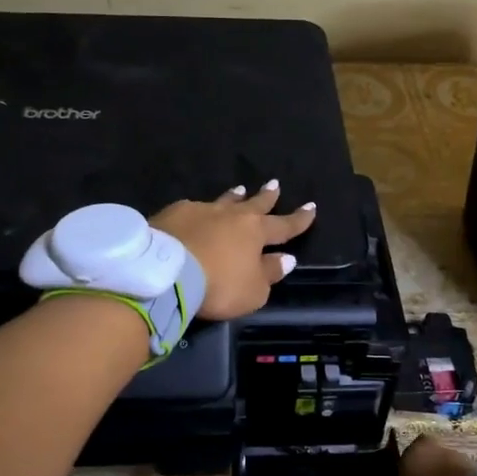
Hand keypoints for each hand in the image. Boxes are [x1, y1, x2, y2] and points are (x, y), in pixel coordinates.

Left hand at [150, 180, 315, 320]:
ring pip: (223, 201)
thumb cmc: (218, 285)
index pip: (283, 226)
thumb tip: (285, 258)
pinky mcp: (172, 214)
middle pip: (254, 204)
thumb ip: (269, 273)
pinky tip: (195, 210)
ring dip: (234, 197)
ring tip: (240, 190)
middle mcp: (230, 215)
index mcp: (255, 232)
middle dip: (267, 196)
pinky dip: (199, 211)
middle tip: (275, 184)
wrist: (165, 272)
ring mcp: (200, 211)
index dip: (298, 219)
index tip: (311, 207)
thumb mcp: (253, 290)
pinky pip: (192, 208)